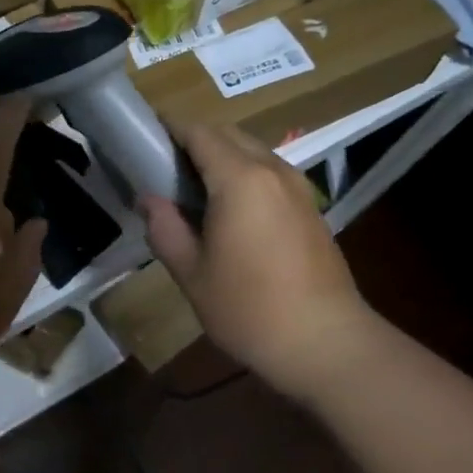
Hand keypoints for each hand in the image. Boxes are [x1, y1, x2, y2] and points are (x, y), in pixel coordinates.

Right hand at [141, 123, 372, 400]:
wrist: (327, 344)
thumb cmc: (250, 309)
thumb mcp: (192, 273)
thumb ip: (165, 228)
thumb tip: (149, 199)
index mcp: (240, 178)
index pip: (199, 132)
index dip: (169, 128)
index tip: (145, 138)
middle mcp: (272, 170)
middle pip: (227, 134)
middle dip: (195, 140)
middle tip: (165, 168)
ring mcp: (297, 187)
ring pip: (252, 151)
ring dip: (222, 156)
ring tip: (195, 190)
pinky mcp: (311, 207)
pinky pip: (270, 172)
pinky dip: (245, 173)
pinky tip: (232, 210)